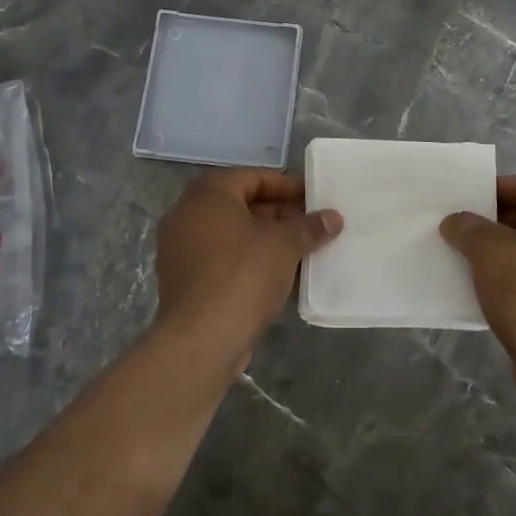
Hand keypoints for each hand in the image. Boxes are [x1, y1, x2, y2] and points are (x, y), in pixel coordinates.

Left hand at [153, 170, 342, 366]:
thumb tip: (333, 217)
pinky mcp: (184, 280)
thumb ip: (309, 227)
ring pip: (233, 235)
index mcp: (208, 194)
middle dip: (279, 214)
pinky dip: (249, 261)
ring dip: (266, 240)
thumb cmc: (243, 274)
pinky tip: (279, 276)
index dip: (287, 186)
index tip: (314, 198)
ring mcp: (181, 249)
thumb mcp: (285, 245)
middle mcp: (188, 214)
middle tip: (312, 225)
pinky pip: (223, 259)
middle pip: (242, 205)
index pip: (253, 177)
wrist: (201, 339)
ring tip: (302, 250)